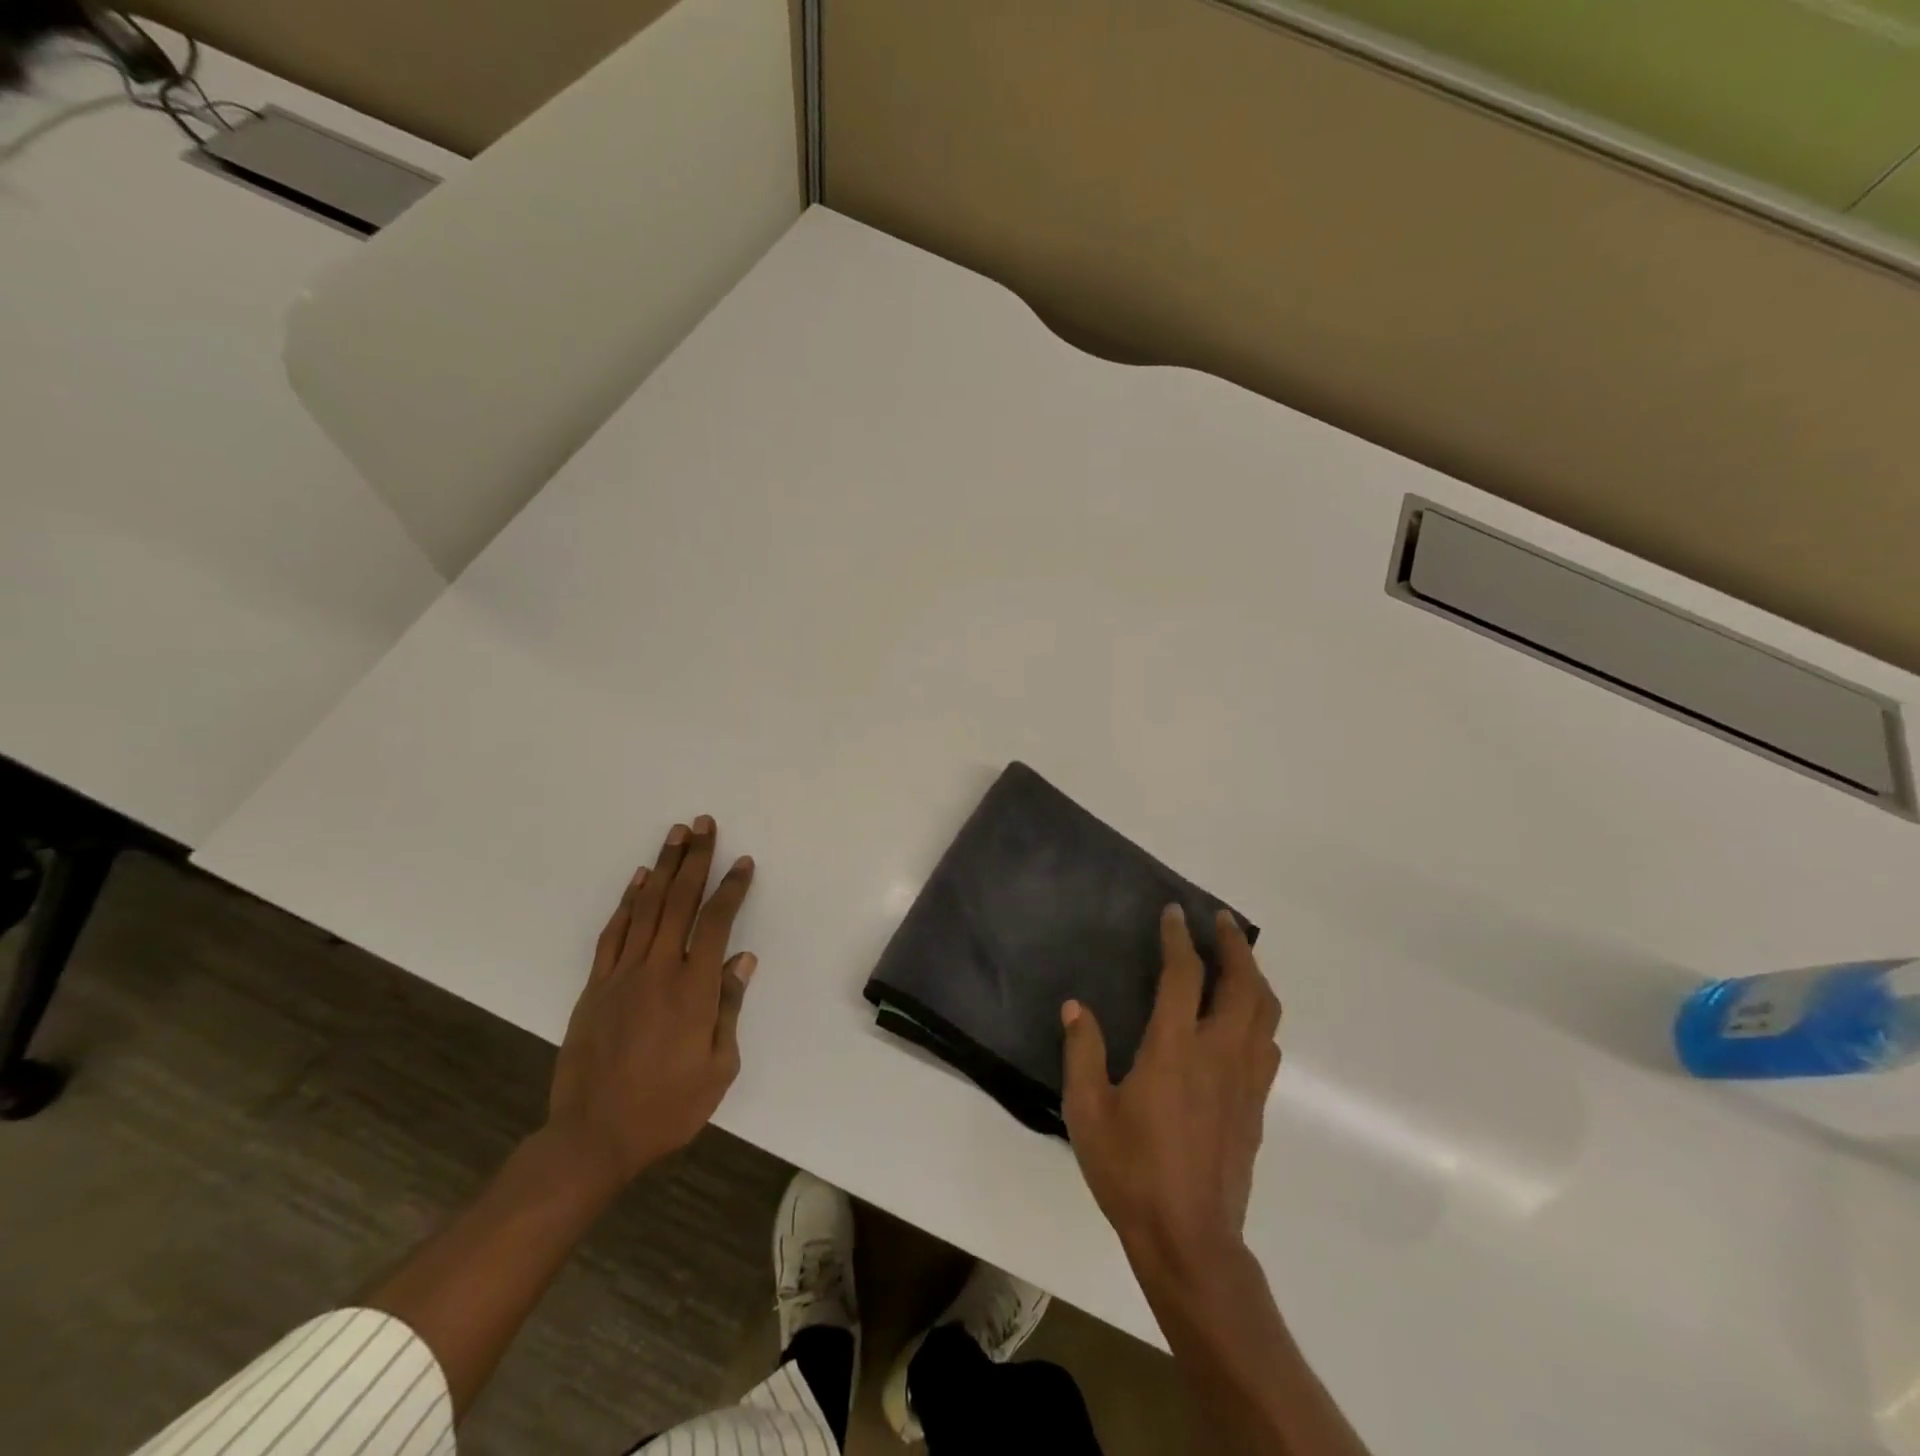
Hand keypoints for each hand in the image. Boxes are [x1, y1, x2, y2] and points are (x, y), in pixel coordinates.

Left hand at [547, 816, 756, 1188]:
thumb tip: (743, 959)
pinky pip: (613, 934)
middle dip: (695, 859)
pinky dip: (627, 902)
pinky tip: (638, 880)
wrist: (592, 1137)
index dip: (731, 888)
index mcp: (693, 990)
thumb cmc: (668, 1108)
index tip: (743, 862)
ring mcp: (622, 975)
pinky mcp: (595, 986)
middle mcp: (657, 970)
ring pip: (646, 908)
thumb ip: (729, 1008)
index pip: (716, 923)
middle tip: (703, 824)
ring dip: (662, 868)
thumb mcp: (719, 1068)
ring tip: (675, 835)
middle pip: (678, 901)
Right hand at [1061, 905, 1280, 1262]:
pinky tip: (1245, 1018)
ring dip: (1254, 975)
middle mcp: (1218, 1053)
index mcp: (1175, 1048)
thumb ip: (1083, 1053)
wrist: (1190, 1240)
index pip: (1184, 975)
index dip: (1179, 938)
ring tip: (1238, 958)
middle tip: (1221, 920)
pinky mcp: (1257, 1105)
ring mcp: (1244, 1080)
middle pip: (1242, 984)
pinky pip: (1268, 1044)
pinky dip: (1261, 1015)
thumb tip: (1076, 1007)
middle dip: (1235, 945)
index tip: (1174, 912)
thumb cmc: (1131, 1171)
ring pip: (1265, 1012)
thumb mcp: (1087, 1111)